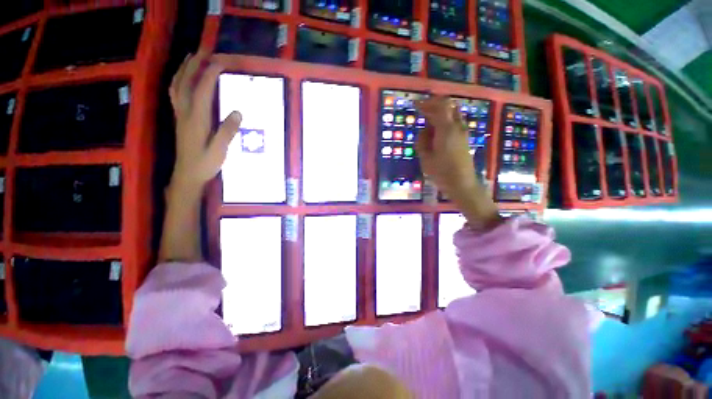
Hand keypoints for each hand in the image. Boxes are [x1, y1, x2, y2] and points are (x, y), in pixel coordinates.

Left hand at [169, 53, 240, 189]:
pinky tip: (182, 78)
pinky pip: (175, 94)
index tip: (221, 61)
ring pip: (177, 85)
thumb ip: (228, 131)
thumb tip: (238, 112)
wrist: (187, 174)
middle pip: (186, 82)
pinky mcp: (180, 119)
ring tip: (192, 58)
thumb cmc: (205, 163)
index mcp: (197, 119)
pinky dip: (178, 81)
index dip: (210, 73)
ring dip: (184, 69)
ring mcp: (180, 115)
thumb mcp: (220, 150)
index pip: (202, 89)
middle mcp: (185, 112)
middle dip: (195, 64)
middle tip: (205, 51)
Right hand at [415, 97, 499, 227]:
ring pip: (453, 113)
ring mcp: (463, 132)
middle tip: (422, 110)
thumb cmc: (441, 172)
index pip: (438, 107)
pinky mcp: (465, 138)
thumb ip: (422, 141)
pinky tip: (437, 132)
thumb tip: (424, 131)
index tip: (415, 104)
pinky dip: (445, 121)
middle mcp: (457, 127)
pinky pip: (455, 122)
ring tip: (428, 123)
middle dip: (434, 105)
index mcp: (446, 129)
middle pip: (448, 106)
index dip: (426, 103)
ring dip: (441, 113)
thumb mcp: (425, 158)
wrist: (462, 183)